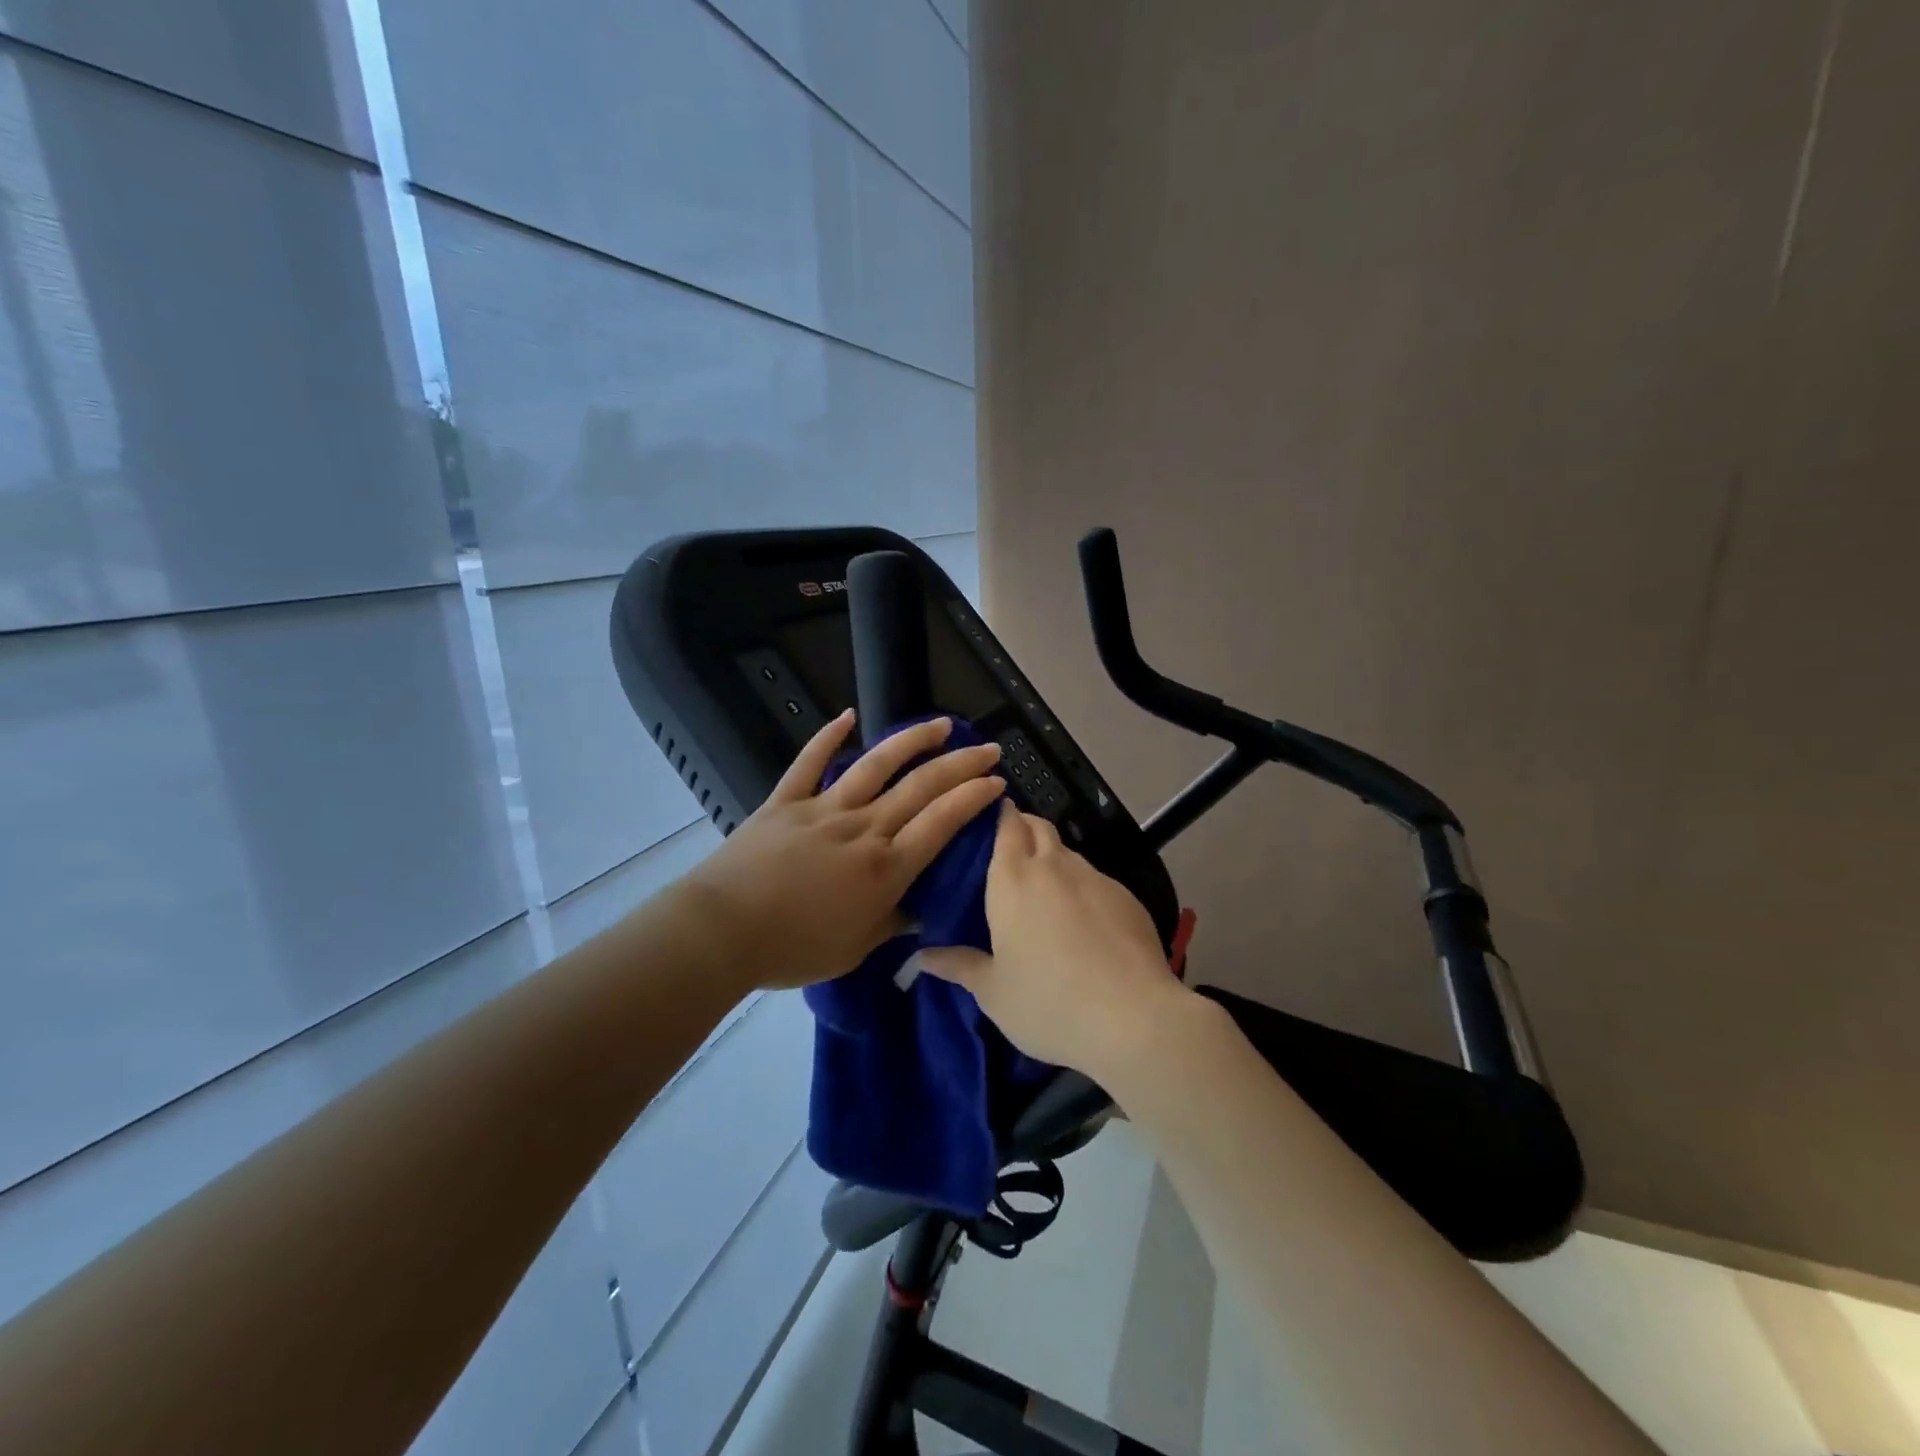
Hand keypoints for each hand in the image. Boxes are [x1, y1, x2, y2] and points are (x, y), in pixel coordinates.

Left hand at [679, 711, 1004, 990]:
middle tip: (989, 749)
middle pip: (921, 788)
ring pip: (877, 765)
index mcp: (885, 868)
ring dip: (913, 741)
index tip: (996, 782)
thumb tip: (920, 911)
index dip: (973, 799)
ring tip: (942, 724)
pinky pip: (811, 762)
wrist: (722, 932)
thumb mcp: (855, 949)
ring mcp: (824, 809)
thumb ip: (892, 924)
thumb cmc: (792, 949)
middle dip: (961, 765)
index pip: (942, 823)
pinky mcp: (787, 800)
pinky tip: (848, 715)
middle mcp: (863, 829)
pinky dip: (829, 736)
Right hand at [919, 804, 1195, 1081]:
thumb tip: (922, 955)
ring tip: (1045, 892)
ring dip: (1053, 860)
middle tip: (1009, 852)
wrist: (1134, 1017)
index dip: (998, 815)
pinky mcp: (1127, 897)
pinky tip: (1084, 923)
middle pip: (1038, 827)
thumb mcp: (993, 992)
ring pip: (1068, 853)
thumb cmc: (1048, 1001)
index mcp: (1012, 879)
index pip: (1005, 824)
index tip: (987, 821)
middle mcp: (1054, 866)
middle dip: (1024, 827)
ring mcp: (1095, 878)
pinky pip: (1096, 880)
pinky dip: (1083, 888)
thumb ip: (959, 966)